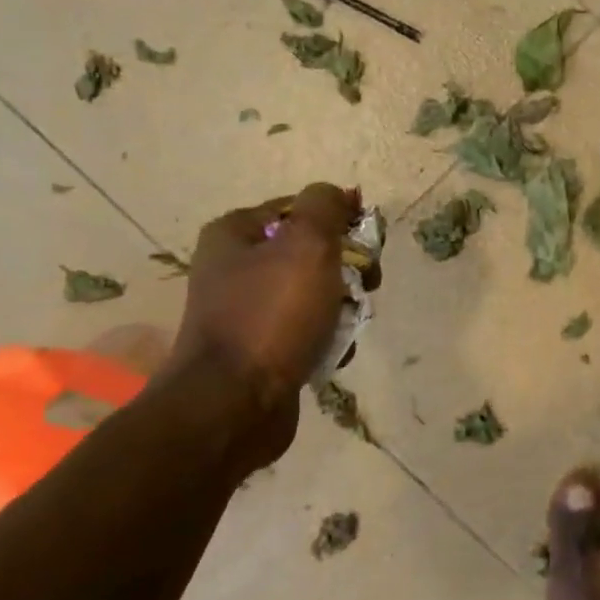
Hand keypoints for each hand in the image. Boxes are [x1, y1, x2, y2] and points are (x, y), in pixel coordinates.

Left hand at [163, 184, 359, 413]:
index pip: (300, 208)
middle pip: (310, 252)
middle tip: (365, 287)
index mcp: (235, 234)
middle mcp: (233, 268)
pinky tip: (333, 353)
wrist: (234, 405)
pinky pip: (305, 331)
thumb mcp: (306, 245)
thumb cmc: (271, 315)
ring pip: (314, 293)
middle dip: (345, 270)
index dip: (339, 221)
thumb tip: (338, 193)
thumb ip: (325, 207)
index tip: (365, 245)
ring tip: (346, 327)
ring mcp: (245, 312)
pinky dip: (326, 340)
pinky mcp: (258, 350)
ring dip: (341, 308)